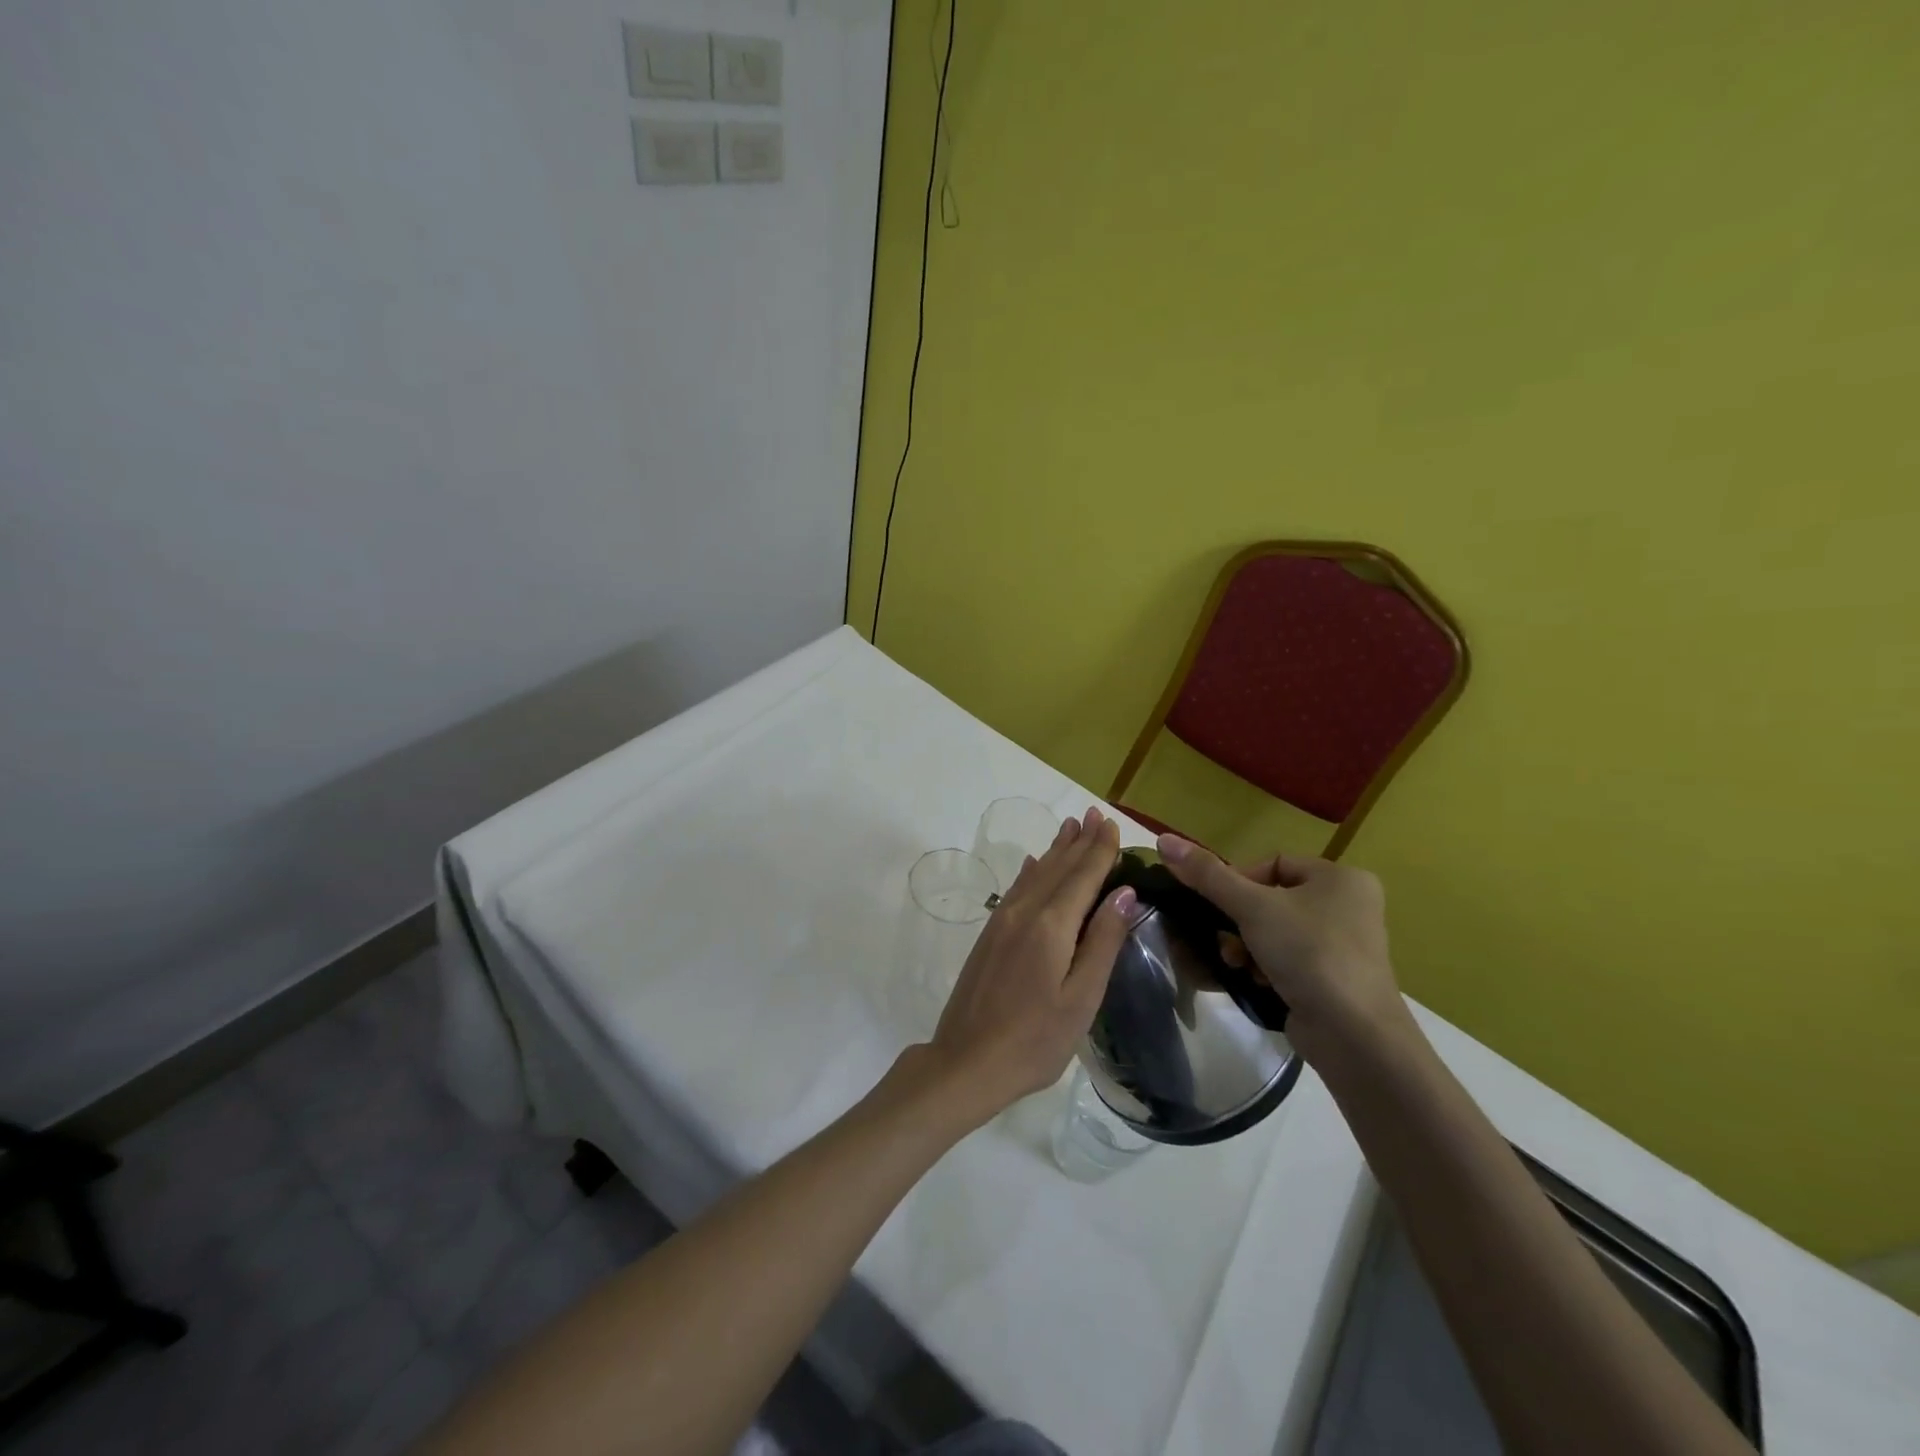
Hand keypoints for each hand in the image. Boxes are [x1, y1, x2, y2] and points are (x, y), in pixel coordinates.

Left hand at [926, 808, 1133, 1124]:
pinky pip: (1017, 889)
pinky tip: (1035, 863)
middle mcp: (1025, 912)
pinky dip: (1032, 871)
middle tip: (1095, 814)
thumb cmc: (1035, 1040)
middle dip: (1080, 841)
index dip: (1101, 850)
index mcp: (1052, 926)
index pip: (1083, 876)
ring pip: (1036, 874)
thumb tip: (1125, 893)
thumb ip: (1103, 941)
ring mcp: (1002, 921)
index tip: (1113, 824)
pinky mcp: (990, 934)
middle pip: (1059, 868)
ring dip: (1056, 850)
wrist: (966, 1061)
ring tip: (1071, 826)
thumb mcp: (1081, 998)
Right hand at [1155, 835, 1409, 1065]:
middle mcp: (1349, 906)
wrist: (1354, 1035)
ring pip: (1276, 931)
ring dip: (1247, 946)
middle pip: (1272, 899)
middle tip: (1225, 940)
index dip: (1240, 881)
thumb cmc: (1308, 953)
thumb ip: (1207, 874)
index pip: (1274, 864)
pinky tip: (1254, 981)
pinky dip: (1266, 967)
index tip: (1220, 906)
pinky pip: (1289, 960)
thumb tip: (1164, 840)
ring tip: (1237, 964)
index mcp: (1341, 878)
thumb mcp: (1252, 907)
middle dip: (1239, 921)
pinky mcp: (1337, 980)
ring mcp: (1346, 946)